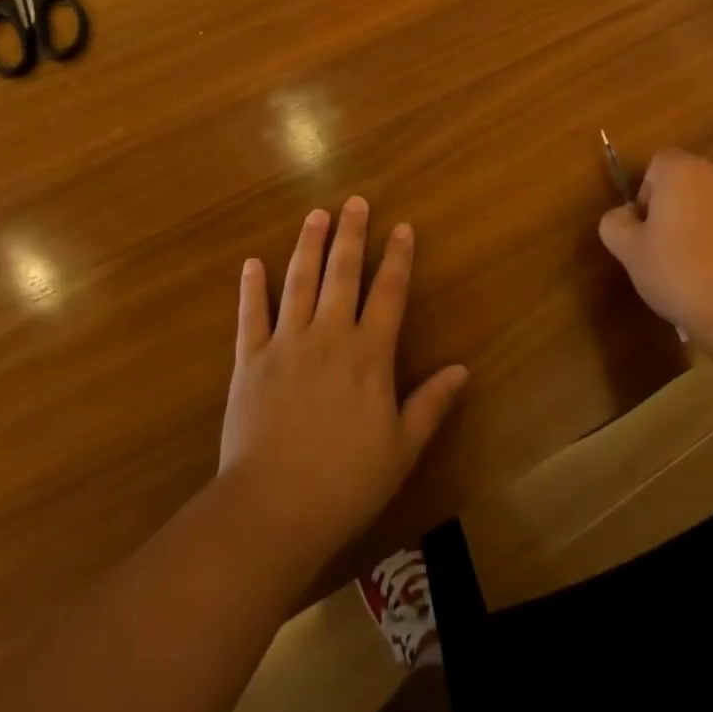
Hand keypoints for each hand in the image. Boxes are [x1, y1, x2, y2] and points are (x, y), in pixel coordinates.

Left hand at [219, 198, 468, 571]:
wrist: (272, 509)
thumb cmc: (346, 482)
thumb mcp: (402, 448)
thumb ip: (431, 404)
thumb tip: (463, 370)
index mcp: (369, 354)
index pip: (388, 293)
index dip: (397, 258)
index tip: (402, 227)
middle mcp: (329, 335)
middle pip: (342, 273)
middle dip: (351, 234)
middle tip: (354, 202)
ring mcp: (286, 343)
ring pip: (299, 282)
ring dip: (307, 246)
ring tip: (315, 215)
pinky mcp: (249, 360)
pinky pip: (250, 316)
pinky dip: (251, 288)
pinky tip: (251, 263)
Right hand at [597, 149, 712, 373]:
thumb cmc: (682, 274)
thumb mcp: (630, 253)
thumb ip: (615, 224)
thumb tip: (624, 216)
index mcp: (682, 171)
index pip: (657, 165)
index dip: (646, 195)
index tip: (646, 230)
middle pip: (687, 182)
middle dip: (675, 208)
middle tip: (666, 250)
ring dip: (703, 223)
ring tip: (698, 267)